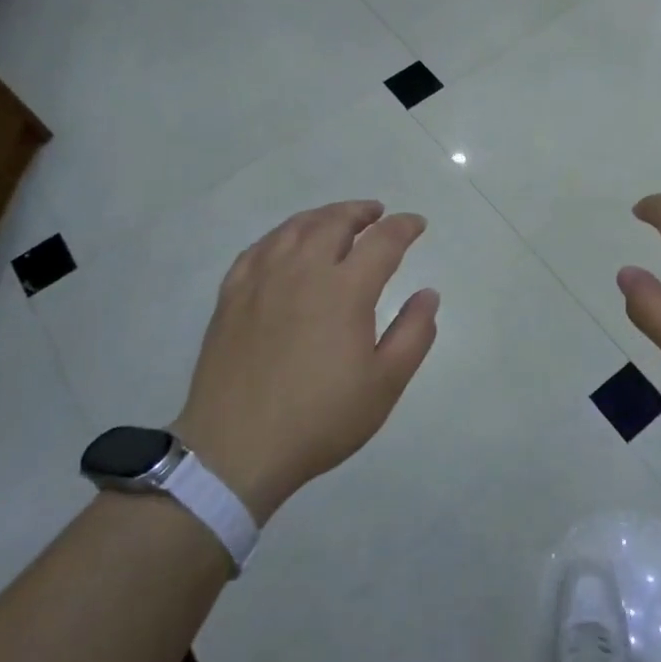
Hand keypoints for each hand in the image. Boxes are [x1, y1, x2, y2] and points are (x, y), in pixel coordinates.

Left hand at [174, 201, 438, 522]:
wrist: (236, 449)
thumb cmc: (320, 419)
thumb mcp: (385, 384)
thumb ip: (414, 334)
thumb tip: (429, 294)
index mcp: (345, 290)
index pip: (382, 241)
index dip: (404, 227)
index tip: (417, 224)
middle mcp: (303, 271)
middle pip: (335, 222)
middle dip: (361, 212)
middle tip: (377, 214)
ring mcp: (262, 280)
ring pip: (295, 228)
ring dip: (322, 216)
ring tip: (336, 220)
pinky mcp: (232, 296)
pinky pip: (259, 248)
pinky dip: (281, 236)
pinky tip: (286, 244)